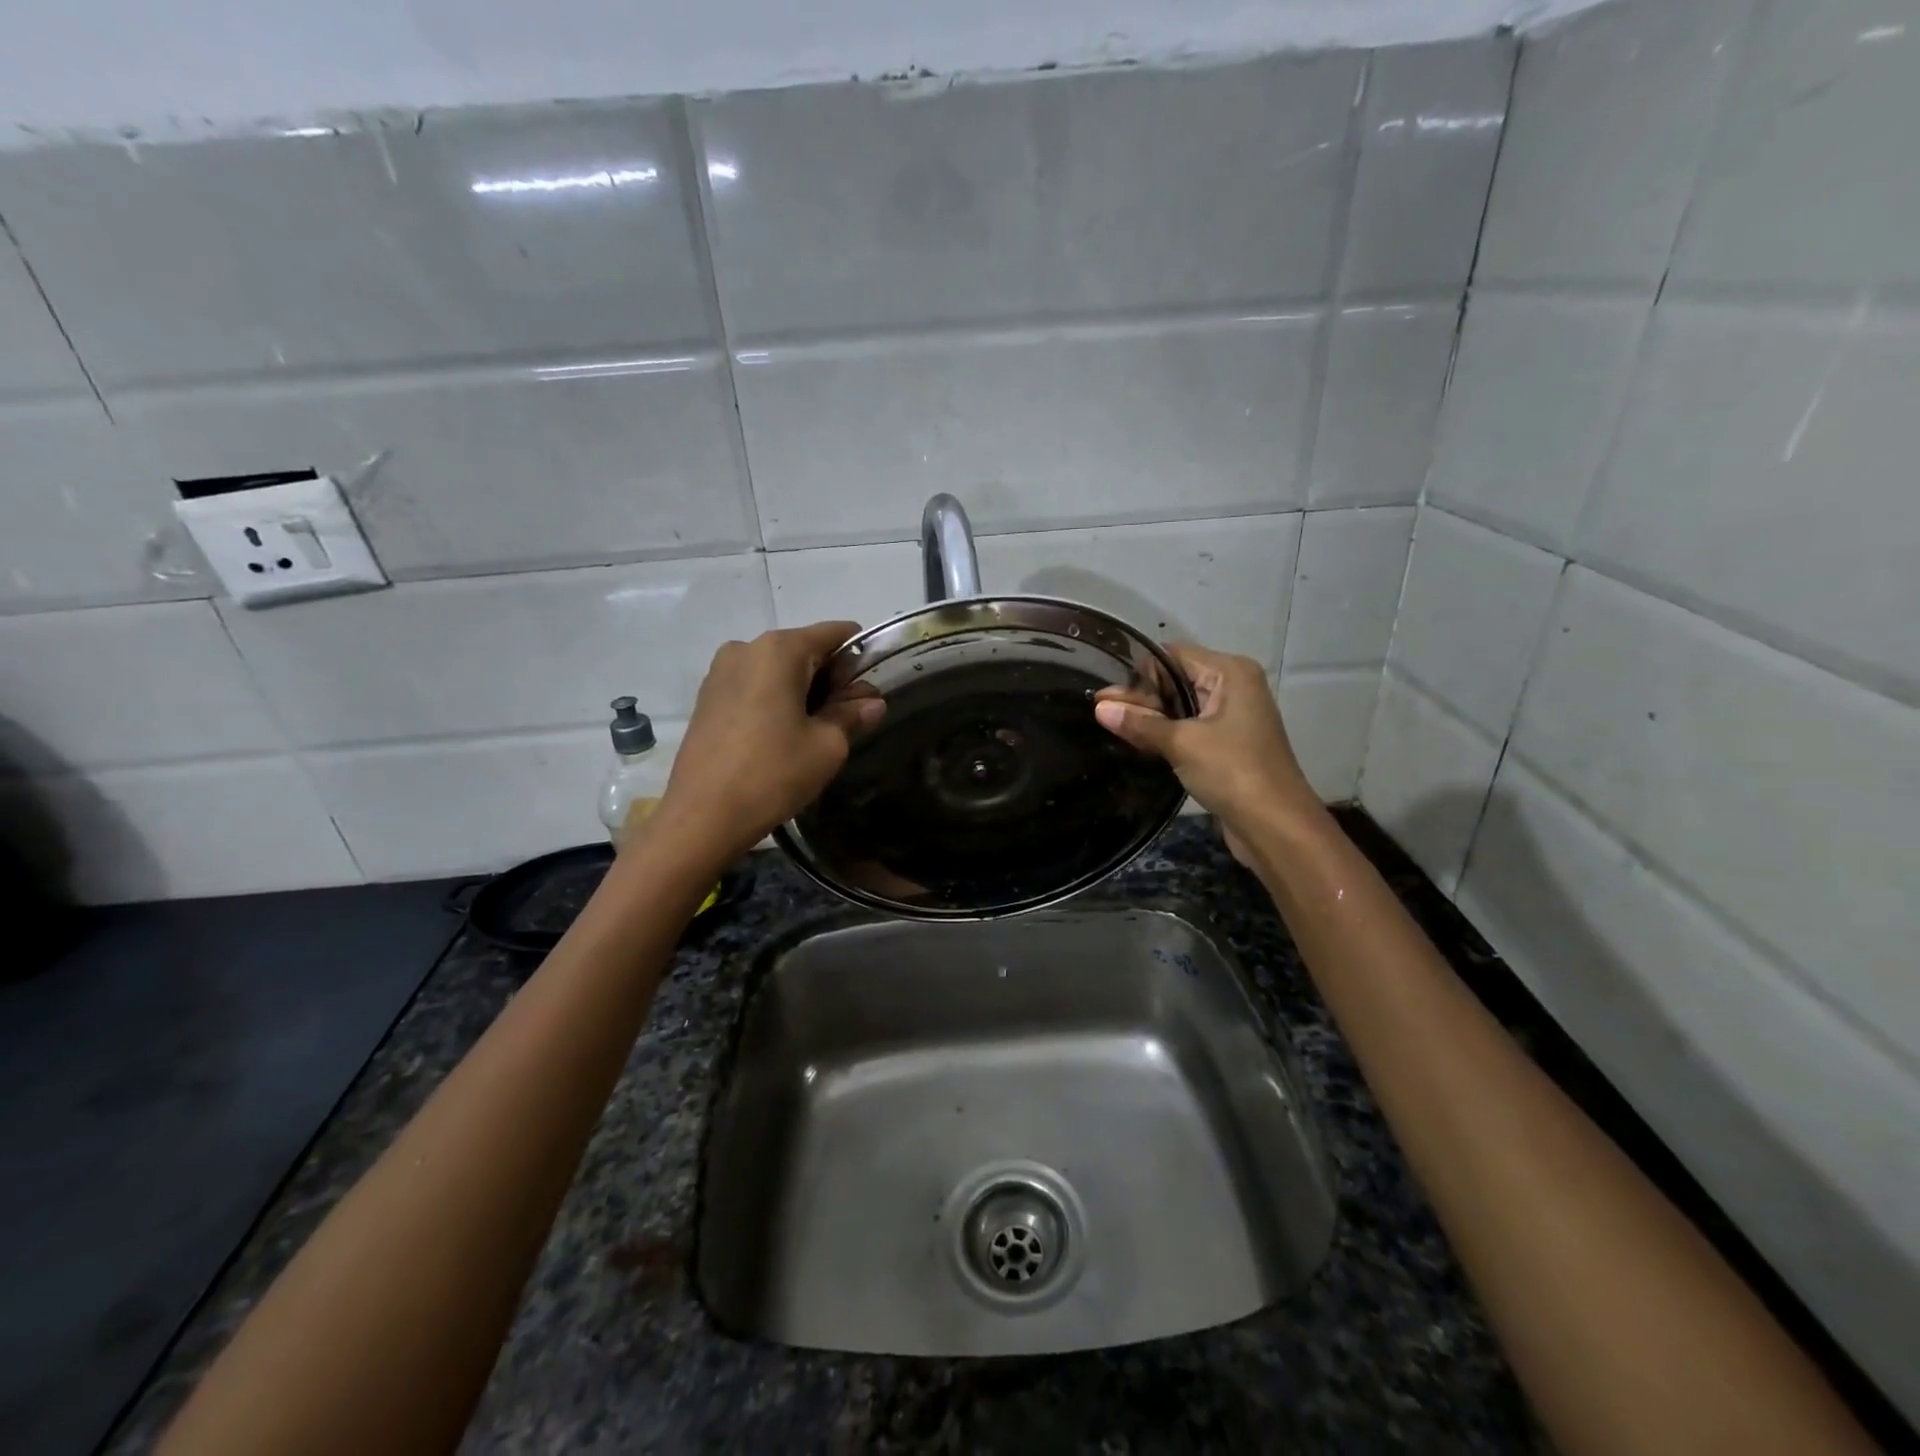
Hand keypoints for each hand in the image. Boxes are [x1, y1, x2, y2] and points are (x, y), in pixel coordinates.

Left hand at [656, 622, 882, 864]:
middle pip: (806, 650)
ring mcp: (721, 671)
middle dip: (831, 679)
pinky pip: (754, 685)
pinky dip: (775, 700)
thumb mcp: (827, 746)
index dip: (859, 659)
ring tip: (811, 734)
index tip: (867, 694)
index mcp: (780, 649)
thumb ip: (853, 714)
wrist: (702, 817)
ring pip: (779, 669)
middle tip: (845, 720)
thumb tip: (873, 702)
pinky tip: (780, 737)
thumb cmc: (773, 774)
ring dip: (803, 691)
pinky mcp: (707, 696)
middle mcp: (747, 647)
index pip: (836, 633)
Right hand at [1093, 645, 1319, 840]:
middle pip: (1176, 681)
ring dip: (1150, 717)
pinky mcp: (1227, 744)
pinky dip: (1165, 734)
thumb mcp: (1181, 743)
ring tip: (1109, 725)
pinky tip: (1136, 742)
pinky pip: (1189, 728)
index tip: (1105, 693)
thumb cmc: (1233, 772)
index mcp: (1230, 672)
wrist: (1276, 826)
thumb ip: (1139, 723)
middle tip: (1098, 711)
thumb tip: (1099, 706)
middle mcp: (1234, 687)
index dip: (1139, 673)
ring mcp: (1232, 717)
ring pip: (1181, 707)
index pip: (1172, 657)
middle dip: (1140, 697)